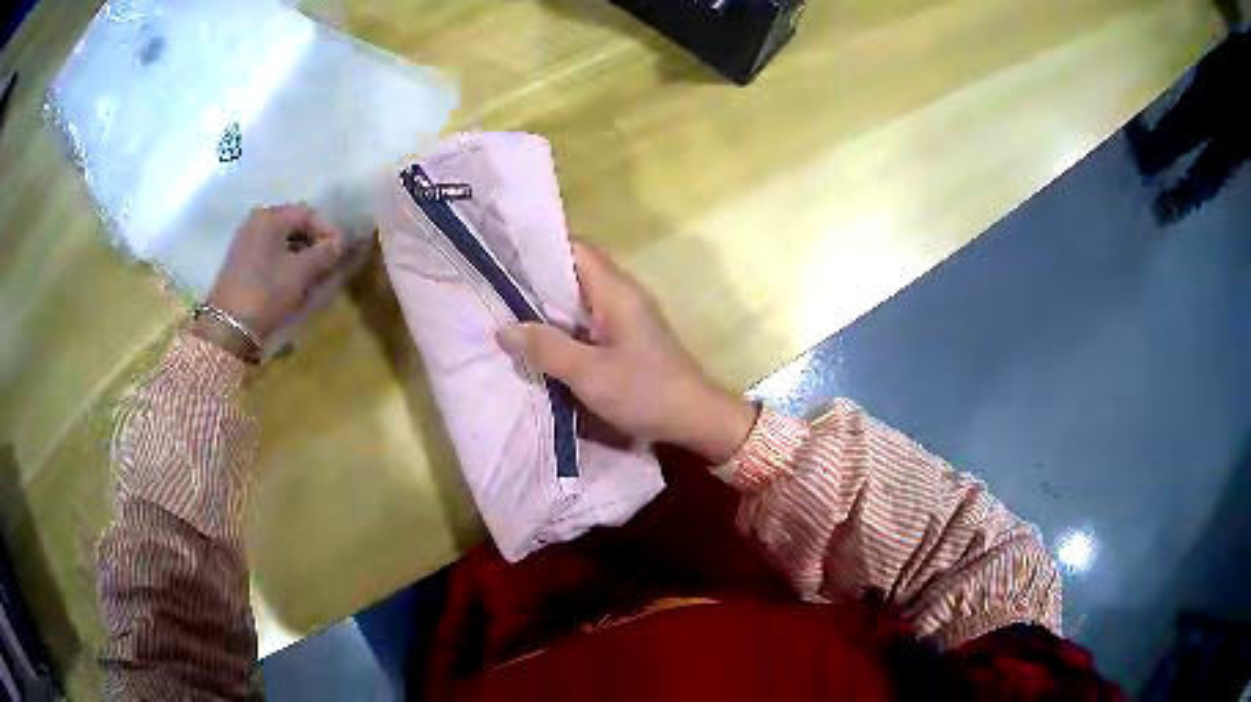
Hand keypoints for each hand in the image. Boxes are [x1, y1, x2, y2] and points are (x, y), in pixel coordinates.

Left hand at [192, 204, 343, 357]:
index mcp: (270, 216)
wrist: (228, 327)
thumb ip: (324, 253)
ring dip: (300, 253)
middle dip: (313, 241)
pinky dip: (284, 261)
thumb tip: (340, 243)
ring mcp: (245, 241)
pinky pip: (269, 252)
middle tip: (329, 262)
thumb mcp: (301, 272)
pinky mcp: (240, 261)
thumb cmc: (266, 292)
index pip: (307, 213)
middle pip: (293, 224)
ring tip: (313, 273)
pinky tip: (292, 279)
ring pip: (281, 240)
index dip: (328, 230)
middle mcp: (256, 221)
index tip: (341, 251)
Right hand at [499, 243, 756, 463]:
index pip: (574, 247)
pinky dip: (561, 326)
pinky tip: (536, 342)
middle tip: (493, 289)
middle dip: (534, 279)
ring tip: (504, 312)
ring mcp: (624, 317)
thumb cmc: (646, 392)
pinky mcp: (625, 339)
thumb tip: (504, 329)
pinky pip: (585, 322)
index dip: (537, 247)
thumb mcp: (589, 374)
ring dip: (545, 306)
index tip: (501, 254)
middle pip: (572, 272)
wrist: (696, 420)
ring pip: (577, 299)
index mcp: (615, 290)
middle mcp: (621, 294)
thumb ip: (546, 349)